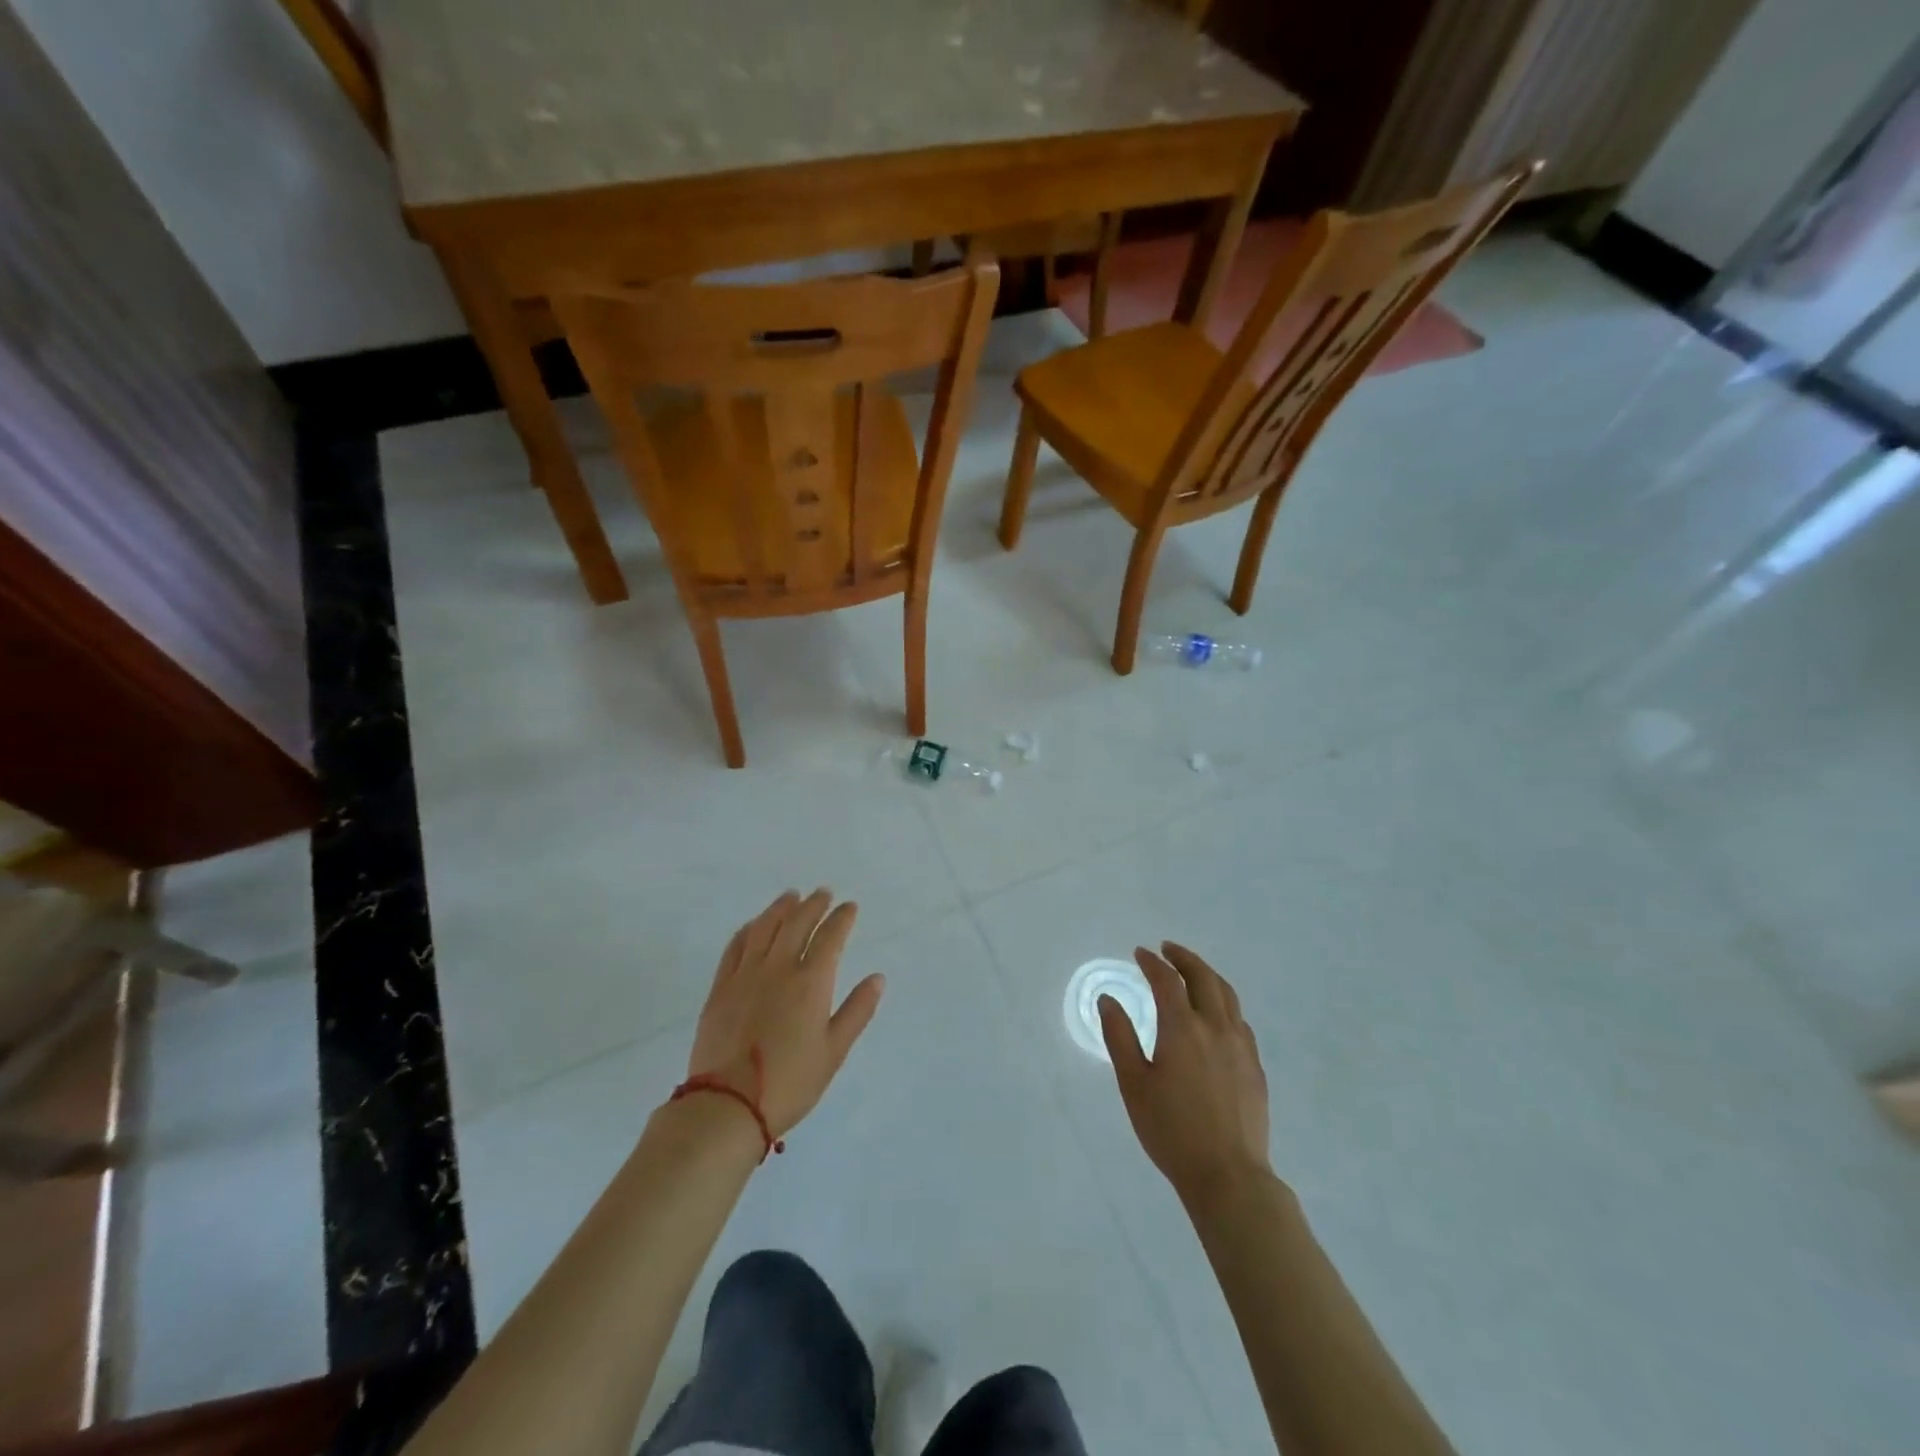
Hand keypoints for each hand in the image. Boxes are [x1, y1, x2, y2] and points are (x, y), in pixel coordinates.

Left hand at [686, 889, 884, 1139]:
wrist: (728, 1105)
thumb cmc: (790, 1082)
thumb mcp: (834, 1051)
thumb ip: (857, 1010)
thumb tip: (877, 978)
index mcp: (810, 983)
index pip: (830, 937)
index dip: (842, 918)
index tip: (850, 907)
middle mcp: (778, 968)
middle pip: (797, 923)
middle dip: (813, 905)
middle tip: (823, 893)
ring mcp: (745, 975)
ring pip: (764, 928)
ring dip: (780, 908)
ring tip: (791, 896)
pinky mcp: (721, 988)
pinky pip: (735, 947)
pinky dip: (748, 929)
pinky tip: (754, 925)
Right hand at [1100, 942, 1271, 1205]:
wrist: (1228, 1176)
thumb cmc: (1171, 1130)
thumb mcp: (1133, 1084)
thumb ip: (1119, 1036)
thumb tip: (1107, 999)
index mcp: (1183, 1028)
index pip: (1167, 980)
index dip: (1152, 962)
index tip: (1139, 953)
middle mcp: (1215, 1028)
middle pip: (1203, 977)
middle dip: (1184, 958)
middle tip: (1167, 949)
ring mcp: (1241, 1047)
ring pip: (1228, 995)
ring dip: (1207, 975)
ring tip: (1192, 972)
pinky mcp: (1255, 1067)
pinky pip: (1240, 1020)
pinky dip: (1224, 1003)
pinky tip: (1216, 1015)